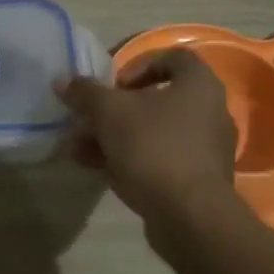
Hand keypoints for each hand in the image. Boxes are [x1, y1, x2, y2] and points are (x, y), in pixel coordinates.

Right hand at [56, 50, 236, 221]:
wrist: (190, 215)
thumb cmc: (153, 146)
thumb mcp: (109, 112)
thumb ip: (85, 93)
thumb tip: (63, 82)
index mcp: (199, 84)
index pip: (172, 58)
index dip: (137, 65)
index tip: (113, 86)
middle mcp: (210, 112)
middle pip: (156, 100)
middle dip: (115, 110)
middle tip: (88, 121)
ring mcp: (206, 149)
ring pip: (153, 133)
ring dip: (115, 137)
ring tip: (80, 150)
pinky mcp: (198, 181)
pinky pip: (160, 160)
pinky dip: (131, 160)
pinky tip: (99, 171)